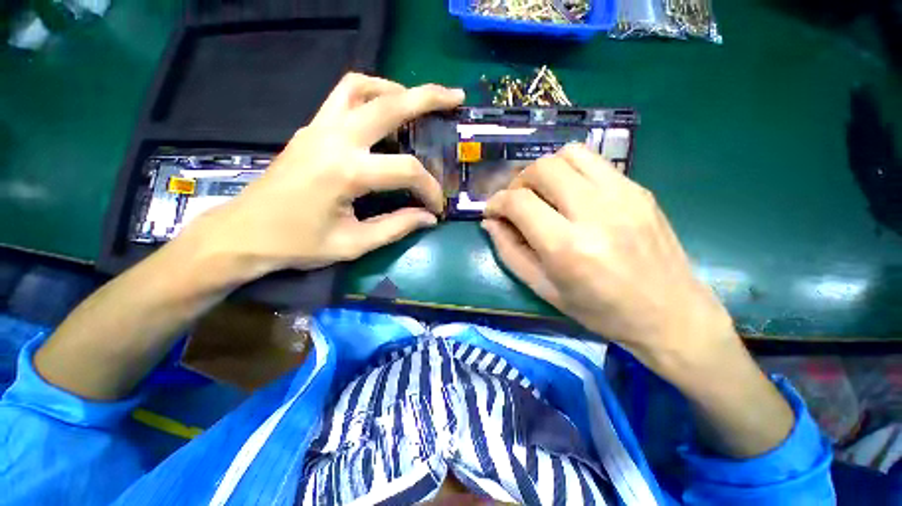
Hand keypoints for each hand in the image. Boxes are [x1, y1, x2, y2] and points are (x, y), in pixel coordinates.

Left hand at [176, 73, 463, 281]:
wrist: (243, 233)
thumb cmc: (297, 245)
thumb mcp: (354, 244)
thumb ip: (397, 227)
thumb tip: (428, 218)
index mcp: (346, 173)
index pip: (406, 170)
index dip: (429, 189)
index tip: (436, 207)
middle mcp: (334, 139)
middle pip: (388, 104)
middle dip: (428, 98)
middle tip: (455, 97)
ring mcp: (318, 128)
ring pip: (361, 87)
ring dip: (395, 89)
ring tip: (418, 102)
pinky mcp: (310, 129)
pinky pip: (343, 95)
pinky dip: (370, 93)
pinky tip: (384, 110)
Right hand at [482, 144, 735, 372]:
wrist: (670, 313)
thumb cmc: (599, 310)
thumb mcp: (543, 288)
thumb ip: (510, 252)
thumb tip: (490, 222)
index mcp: (568, 247)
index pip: (519, 203)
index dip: (496, 202)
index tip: (491, 212)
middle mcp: (595, 213)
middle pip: (543, 168)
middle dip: (518, 182)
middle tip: (516, 202)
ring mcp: (623, 195)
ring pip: (569, 154)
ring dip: (544, 170)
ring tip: (541, 193)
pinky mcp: (639, 189)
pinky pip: (594, 162)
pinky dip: (570, 171)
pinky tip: (570, 195)